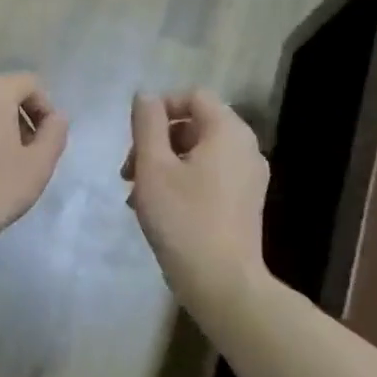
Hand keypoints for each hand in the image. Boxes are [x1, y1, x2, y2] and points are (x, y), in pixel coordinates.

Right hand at [124, 90, 269, 303]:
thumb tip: (145, 96)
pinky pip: (208, 175)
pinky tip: (157, 208)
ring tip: (136, 194)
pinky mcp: (243, 201)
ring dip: (162, 164)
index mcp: (228, 132)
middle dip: (156, 141)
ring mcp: (248, 177)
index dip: (160, 108)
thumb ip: (147, 124)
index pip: (193, 96)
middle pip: (194, 124)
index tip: (134, 137)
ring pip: (197, 152)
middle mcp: (246, 148)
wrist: (221, 280)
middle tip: (128, 171)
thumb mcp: (153, 166)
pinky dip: (180, 181)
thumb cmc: (183, 218)